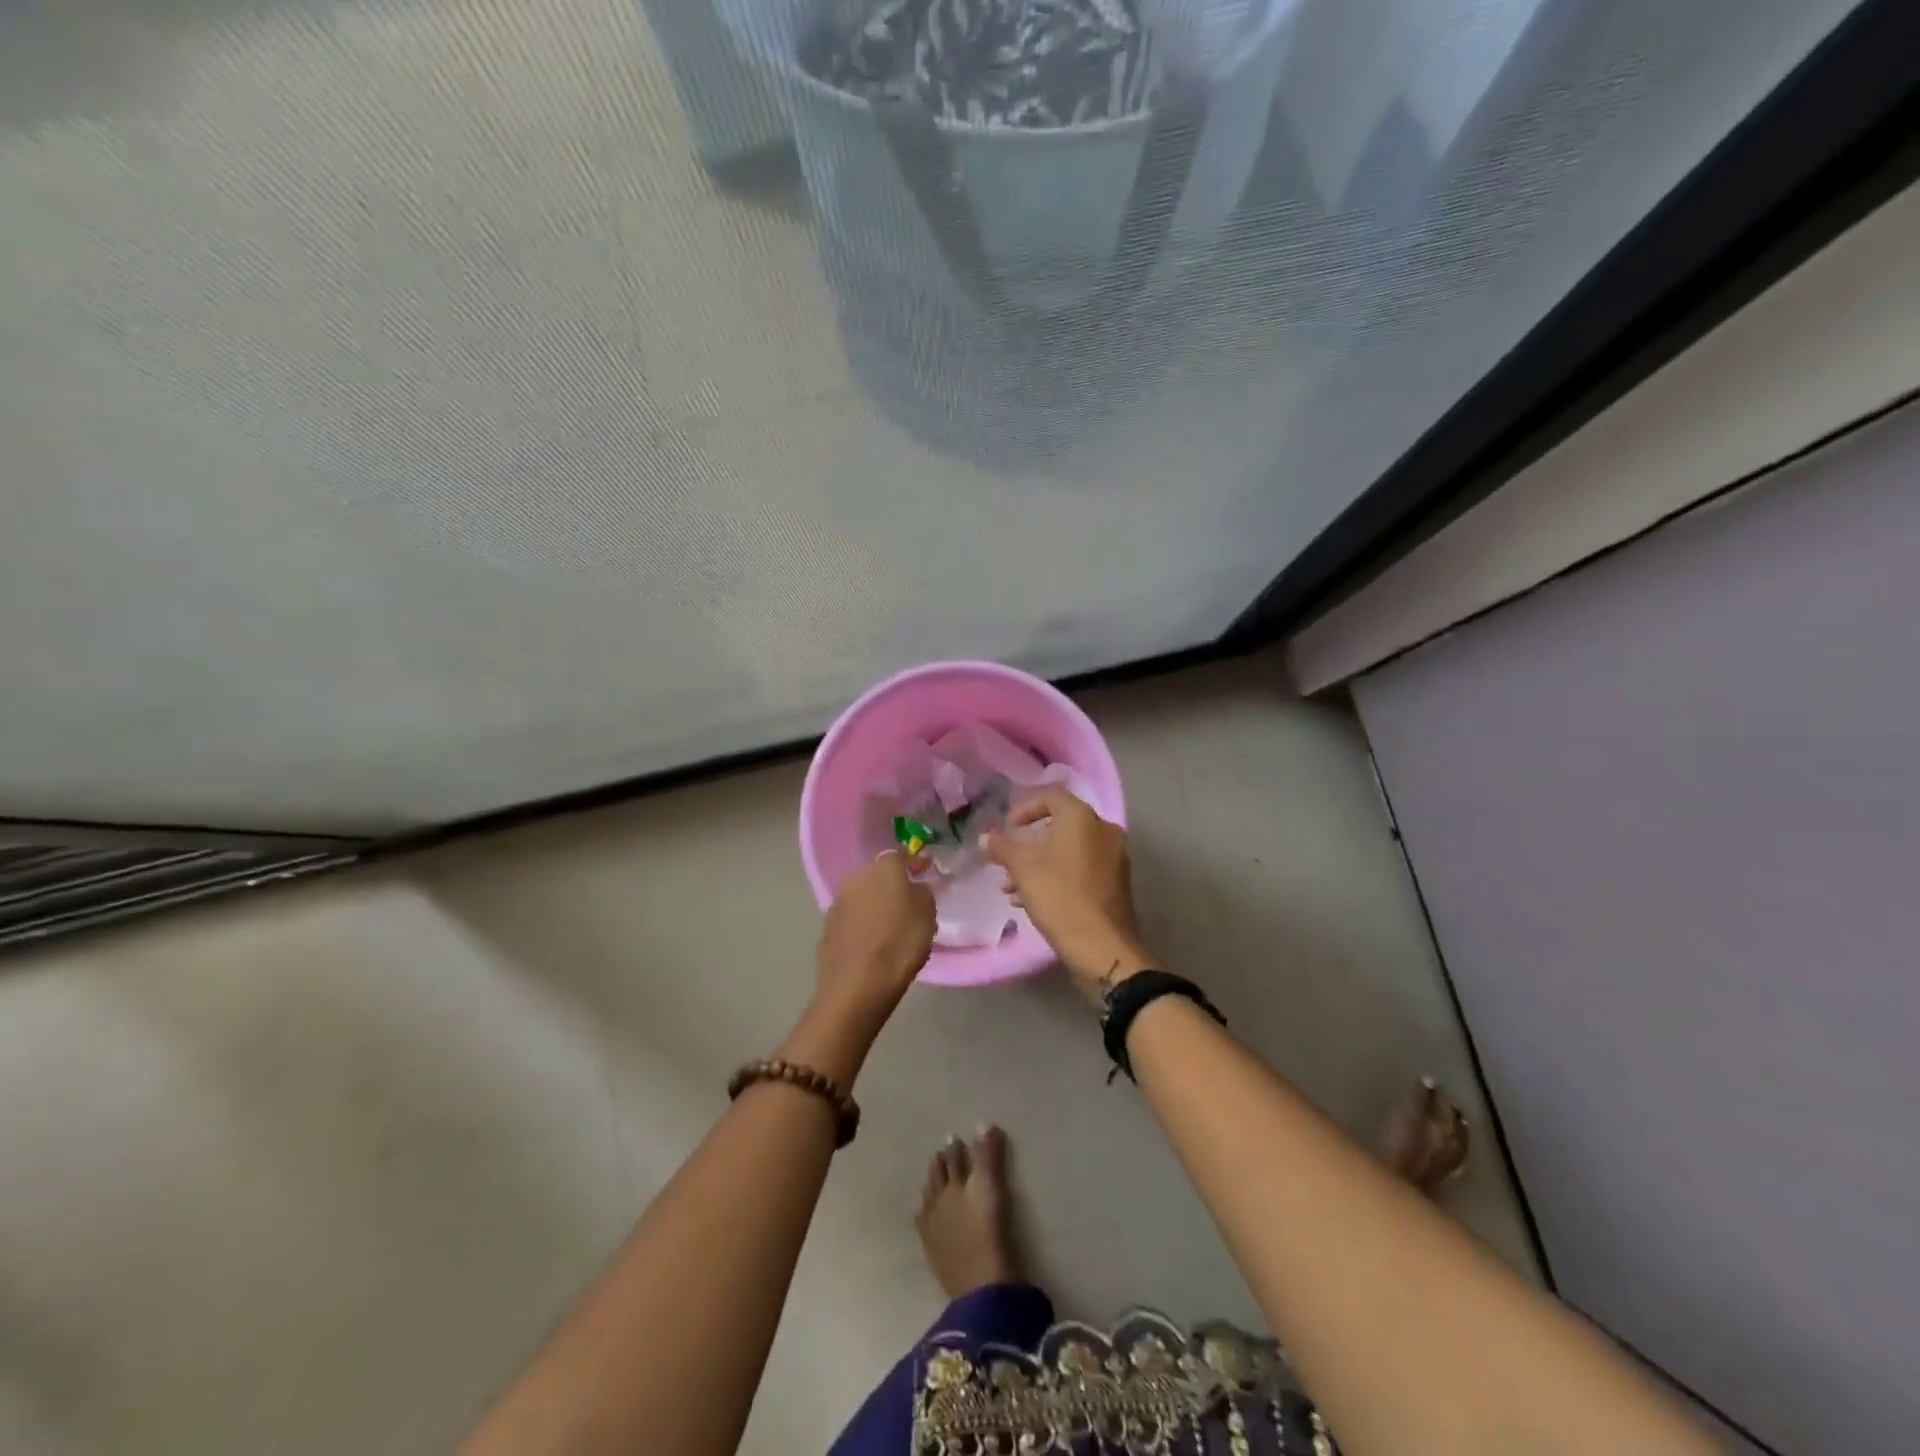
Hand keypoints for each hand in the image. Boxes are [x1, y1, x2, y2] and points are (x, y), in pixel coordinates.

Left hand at [813, 850, 935, 1026]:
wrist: (858, 985)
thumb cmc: (900, 943)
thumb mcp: (927, 913)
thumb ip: (922, 892)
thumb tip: (914, 888)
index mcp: (882, 868)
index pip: (899, 855)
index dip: (912, 864)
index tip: (922, 875)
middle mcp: (855, 879)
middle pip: (877, 877)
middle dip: (890, 887)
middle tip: (906, 906)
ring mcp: (837, 904)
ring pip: (861, 899)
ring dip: (873, 908)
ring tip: (888, 930)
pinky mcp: (826, 930)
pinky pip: (850, 922)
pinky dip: (861, 928)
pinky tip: (871, 946)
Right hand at [987, 786, 1154, 1002]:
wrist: (1102, 946)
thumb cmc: (1059, 897)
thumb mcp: (1023, 869)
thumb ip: (1002, 848)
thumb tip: (986, 837)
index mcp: (1083, 818)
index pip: (1052, 797)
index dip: (1025, 809)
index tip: (1008, 828)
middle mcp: (1104, 831)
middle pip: (1060, 826)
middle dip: (1029, 843)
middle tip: (1007, 860)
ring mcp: (1114, 858)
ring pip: (1070, 851)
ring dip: (1039, 863)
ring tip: (1012, 887)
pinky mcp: (1116, 883)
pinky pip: (1082, 869)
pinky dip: (1058, 876)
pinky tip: (1033, 900)